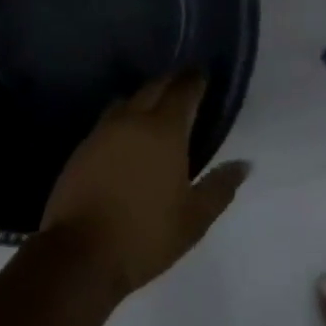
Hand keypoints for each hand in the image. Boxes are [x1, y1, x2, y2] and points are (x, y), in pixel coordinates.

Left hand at [42, 74, 249, 299]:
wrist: (81, 252)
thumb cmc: (146, 235)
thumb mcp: (194, 218)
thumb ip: (220, 187)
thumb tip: (244, 164)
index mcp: (164, 131)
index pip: (182, 91)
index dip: (194, 80)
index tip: (203, 73)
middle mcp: (132, 120)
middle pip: (153, 87)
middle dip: (170, 82)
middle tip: (184, 83)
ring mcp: (103, 130)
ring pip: (128, 100)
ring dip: (145, 97)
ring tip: (157, 106)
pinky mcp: (83, 146)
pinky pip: (109, 119)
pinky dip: (125, 117)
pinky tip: (129, 133)